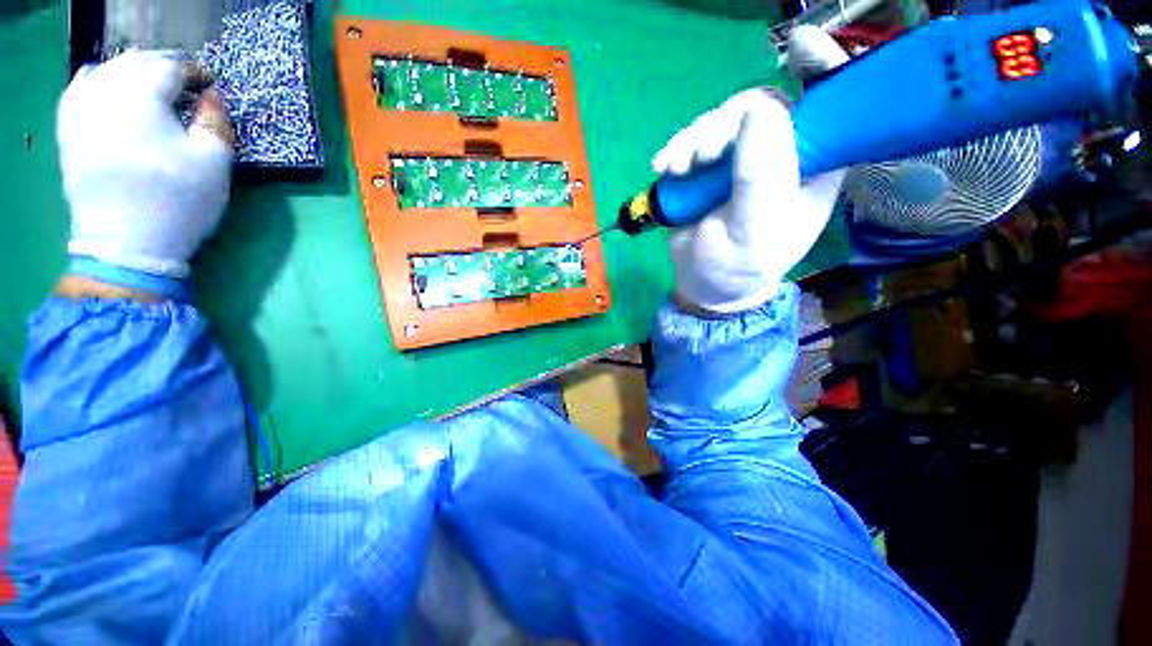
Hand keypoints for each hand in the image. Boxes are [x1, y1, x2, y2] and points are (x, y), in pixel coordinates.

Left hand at [58, 50, 233, 279]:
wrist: (127, 245)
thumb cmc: (177, 202)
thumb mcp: (214, 164)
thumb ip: (216, 122)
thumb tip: (211, 97)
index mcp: (143, 99)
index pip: (171, 68)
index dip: (194, 71)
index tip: (209, 83)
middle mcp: (106, 95)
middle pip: (134, 63)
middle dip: (162, 66)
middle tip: (183, 80)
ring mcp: (80, 114)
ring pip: (103, 71)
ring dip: (128, 70)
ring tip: (146, 80)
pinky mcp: (68, 134)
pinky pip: (74, 92)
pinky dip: (90, 80)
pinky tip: (98, 80)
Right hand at [654, 27, 847, 313]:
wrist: (704, 283)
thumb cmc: (738, 266)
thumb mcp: (753, 230)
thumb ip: (762, 176)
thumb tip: (759, 110)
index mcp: (813, 167)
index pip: (830, 107)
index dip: (821, 70)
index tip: (799, 49)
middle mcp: (782, 154)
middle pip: (760, 107)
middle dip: (725, 124)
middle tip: (700, 158)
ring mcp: (742, 158)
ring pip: (722, 121)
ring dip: (695, 140)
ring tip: (678, 169)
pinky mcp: (711, 167)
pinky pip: (696, 139)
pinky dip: (677, 149)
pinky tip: (664, 167)